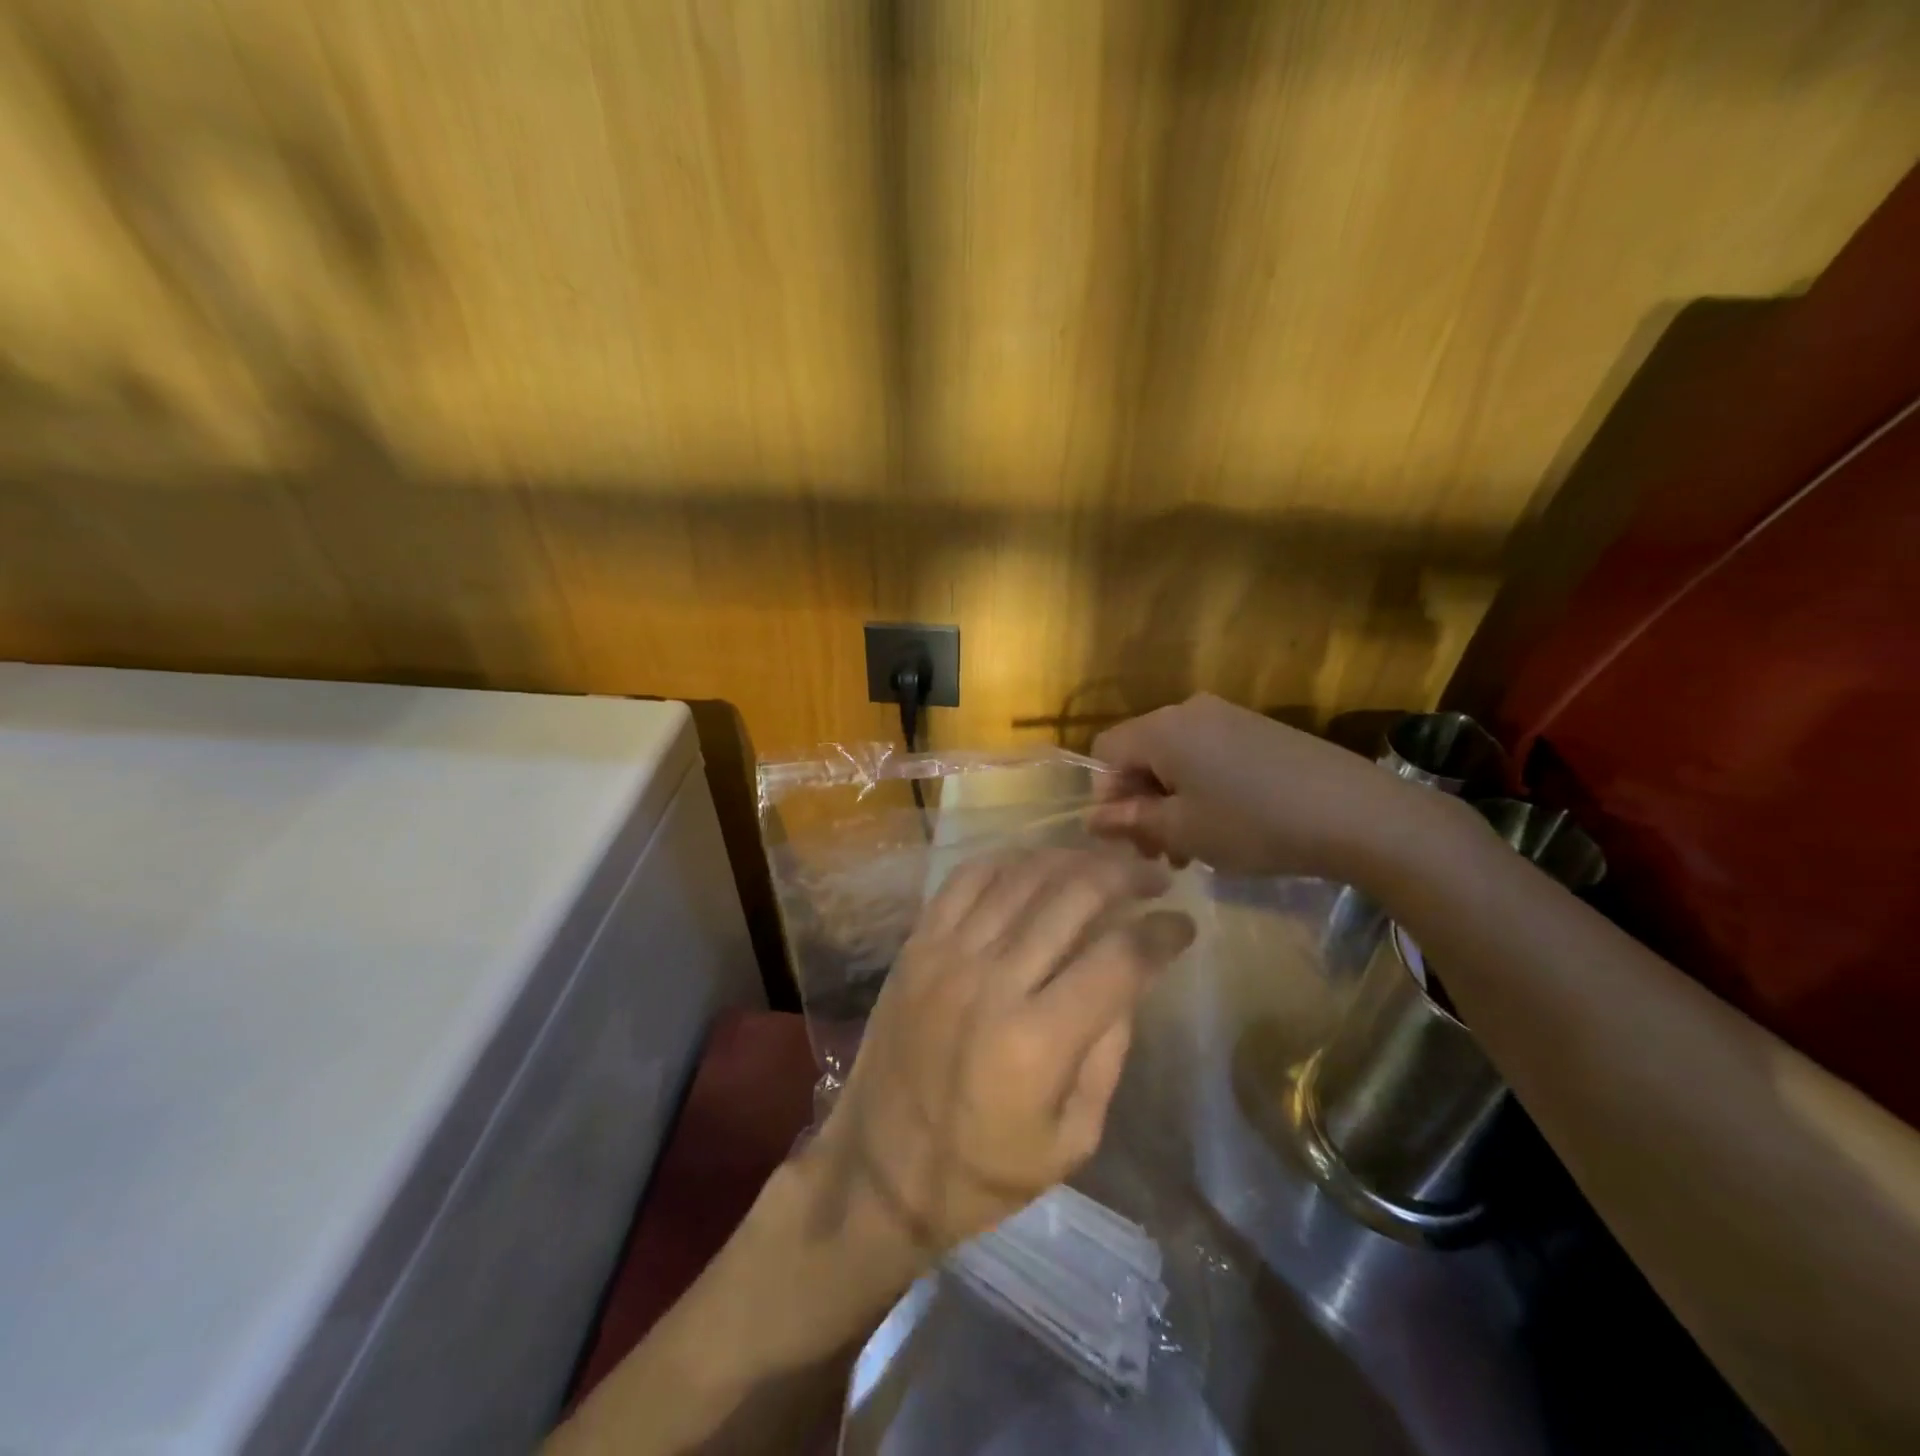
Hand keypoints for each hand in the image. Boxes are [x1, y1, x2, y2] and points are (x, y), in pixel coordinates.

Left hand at [805, 846, 1194, 1263]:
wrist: (879, 1167)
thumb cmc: (982, 1171)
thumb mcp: (1071, 1140)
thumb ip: (1108, 1052)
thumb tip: (1131, 977)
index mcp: (1038, 1042)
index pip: (1119, 958)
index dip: (1162, 933)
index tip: (1184, 924)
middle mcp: (993, 981)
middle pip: (1073, 896)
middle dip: (1126, 876)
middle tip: (1153, 875)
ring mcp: (948, 954)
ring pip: (1023, 875)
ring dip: (1073, 859)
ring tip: (1103, 863)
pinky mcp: (918, 944)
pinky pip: (967, 878)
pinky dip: (1009, 861)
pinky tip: (1036, 865)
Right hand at [1091, 693, 1440, 880]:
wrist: (1359, 814)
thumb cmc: (1254, 824)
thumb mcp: (1183, 831)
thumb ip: (1130, 822)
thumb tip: (1092, 819)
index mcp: (1163, 729)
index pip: (1105, 752)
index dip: (1106, 795)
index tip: (1130, 836)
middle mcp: (1190, 711)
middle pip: (1141, 753)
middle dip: (1141, 803)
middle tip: (1161, 852)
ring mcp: (1229, 716)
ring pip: (1176, 758)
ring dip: (1172, 801)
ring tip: (1194, 848)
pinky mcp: (1259, 729)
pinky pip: (1210, 754)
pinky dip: (1203, 788)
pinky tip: (1228, 825)